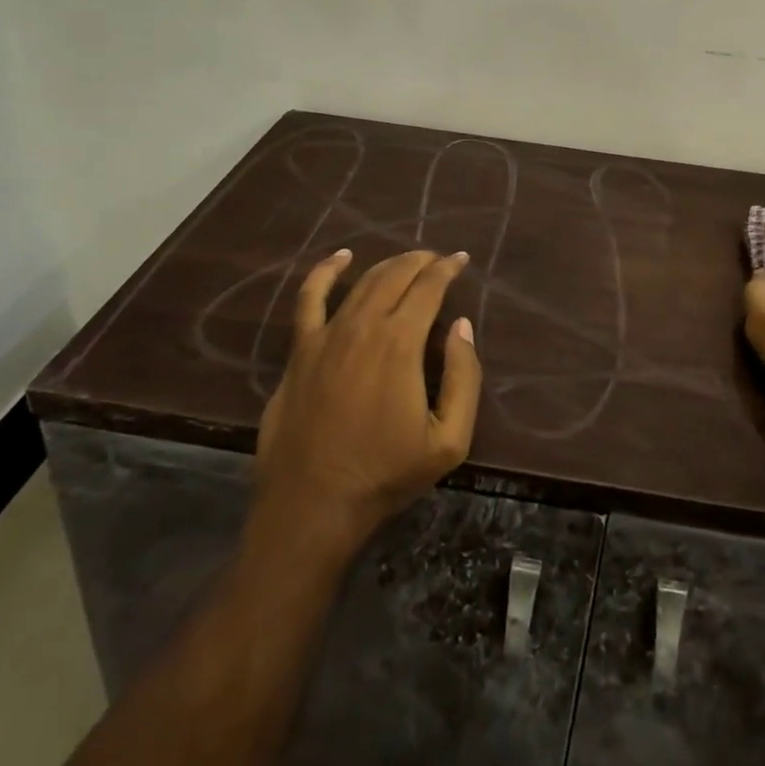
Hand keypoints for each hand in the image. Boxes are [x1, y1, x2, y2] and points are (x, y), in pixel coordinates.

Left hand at [254, 248, 482, 548]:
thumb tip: (461, 326)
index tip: (461, 260)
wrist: (311, 507)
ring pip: (361, 282)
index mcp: (400, 344)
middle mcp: (363, 326)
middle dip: (421, 261)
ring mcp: (326, 335)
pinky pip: (310, 298)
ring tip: (407, 262)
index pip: (428, 287)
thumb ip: (464, 378)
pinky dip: (325, 272)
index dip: (447, 268)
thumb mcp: (449, 440)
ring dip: (388, 266)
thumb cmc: (385, 475)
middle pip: (395, 276)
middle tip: (438, 261)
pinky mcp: (300, 351)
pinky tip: (340, 258)